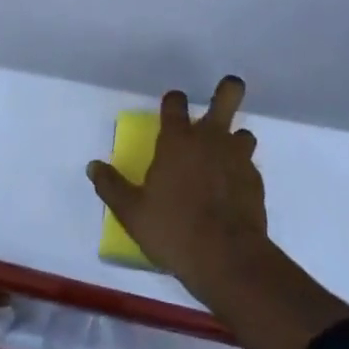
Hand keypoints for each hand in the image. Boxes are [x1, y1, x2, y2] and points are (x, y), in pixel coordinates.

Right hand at [90, 77, 348, 348]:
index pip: (175, 101)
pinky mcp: (255, 181)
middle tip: (225, 92)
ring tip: (224, 158)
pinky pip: (249, 167)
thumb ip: (111, 186)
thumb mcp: (132, 212)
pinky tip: (232, 193)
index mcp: (178, 140)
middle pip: (227, 95)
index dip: (173, 101)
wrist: (227, 259)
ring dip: (235, 140)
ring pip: (243, 133)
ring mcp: (237, 157)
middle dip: (228, 89)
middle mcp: (210, 138)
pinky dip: (241, 173)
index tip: (170, 109)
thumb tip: (93, 166)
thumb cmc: (173, 230)